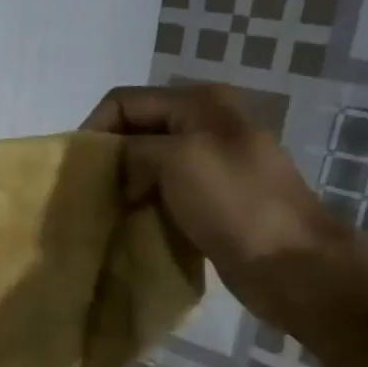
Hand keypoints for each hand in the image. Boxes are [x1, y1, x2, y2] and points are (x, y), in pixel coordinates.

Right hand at [82, 83, 355, 326]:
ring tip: (103, 212)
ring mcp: (209, 164)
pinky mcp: (211, 200)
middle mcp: (203, 125)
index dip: (94, 130)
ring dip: (123, 185)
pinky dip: (142, 205)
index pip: (124, 102)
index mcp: (199, 103)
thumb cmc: (234, 203)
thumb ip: (133, 150)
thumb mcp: (177, 159)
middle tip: (85, 194)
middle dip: (108, 158)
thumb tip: (116, 166)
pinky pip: (163, 193)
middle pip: (135, 131)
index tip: (75, 171)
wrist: (292, 264)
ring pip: (147, 165)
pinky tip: (129, 224)